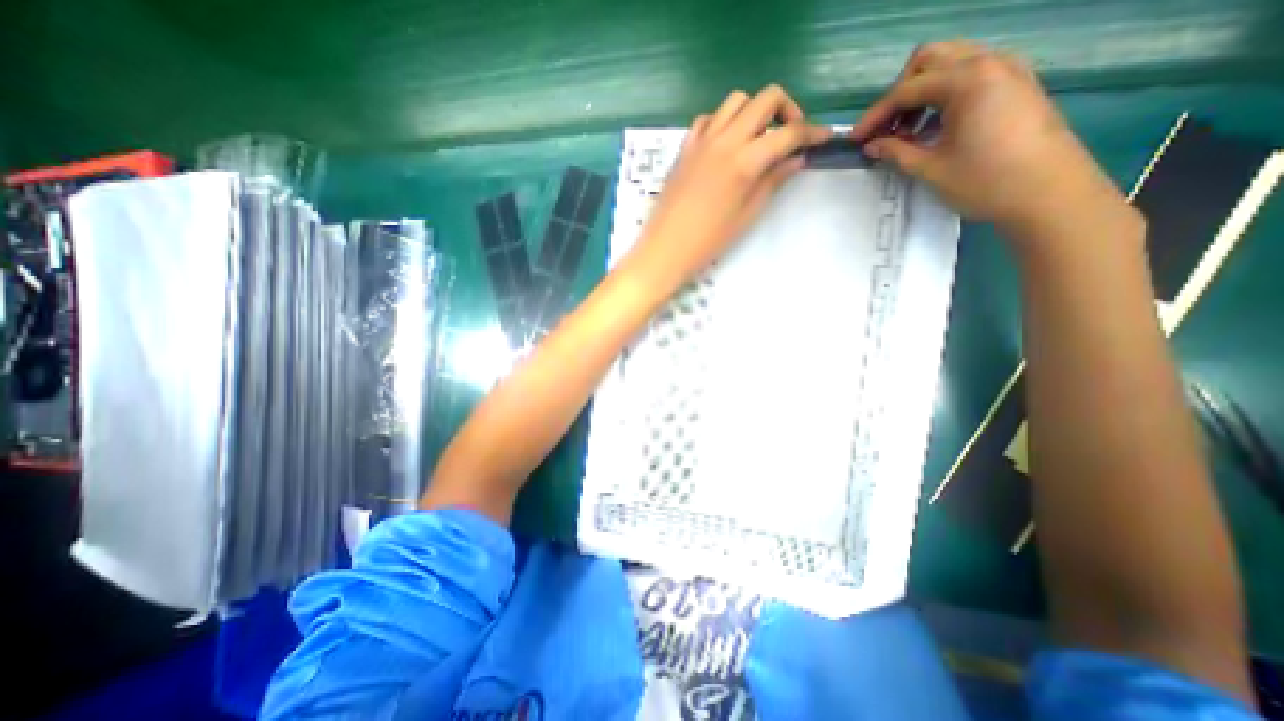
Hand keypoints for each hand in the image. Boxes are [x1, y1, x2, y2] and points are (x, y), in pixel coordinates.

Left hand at [625, 85, 832, 293]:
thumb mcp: (747, 215)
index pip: (788, 133)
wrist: (665, 249)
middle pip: (765, 99)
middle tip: (790, 136)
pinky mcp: (684, 148)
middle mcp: (725, 140)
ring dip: (754, 111)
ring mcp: (701, 140)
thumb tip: (797, 159)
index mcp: (744, 161)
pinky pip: (708, 119)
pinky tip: (726, 144)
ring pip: (735, 101)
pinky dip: (723, 122)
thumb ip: (773, 181)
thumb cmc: (709, 241)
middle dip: (787, 110)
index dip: (812, 132)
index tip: (824, 138)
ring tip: (757, 138)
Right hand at [849, 44, 1130, 243]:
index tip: (856, 139)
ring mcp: (1007, 70)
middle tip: (886, 129)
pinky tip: (933, 129)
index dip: (876, 115)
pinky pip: (970, 76)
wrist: (1048, 193)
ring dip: (921, 94)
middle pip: (929, 60)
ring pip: (950, 65)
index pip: (907, 89)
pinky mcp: (1015, 85)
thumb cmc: (984, 181)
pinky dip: (943, 96)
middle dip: (900, 93)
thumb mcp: (930, 169)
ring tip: (907, 133)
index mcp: (968, 80)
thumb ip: (896, 152)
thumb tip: (872, 145)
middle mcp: (989, 62)